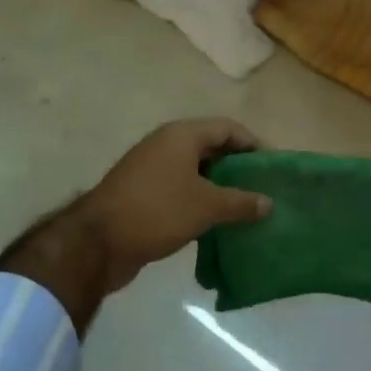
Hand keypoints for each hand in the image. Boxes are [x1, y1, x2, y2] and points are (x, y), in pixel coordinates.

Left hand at [76, 118, 272, 289]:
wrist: (97, 242)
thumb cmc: (157, 211)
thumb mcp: (206, 206)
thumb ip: (241, 202)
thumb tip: (269, 203)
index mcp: (182, 136)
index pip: (228, 129)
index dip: (253, 145)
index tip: (273, 169)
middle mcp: (167, 145)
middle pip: (212, 149)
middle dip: (238, 169)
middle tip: (262, 190)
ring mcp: (152, 169)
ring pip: (196, 172)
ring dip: (220, 188)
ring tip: (245, 209)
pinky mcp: (144, 194)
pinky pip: (181, 191)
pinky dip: (200, 202)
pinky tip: (216, 224)